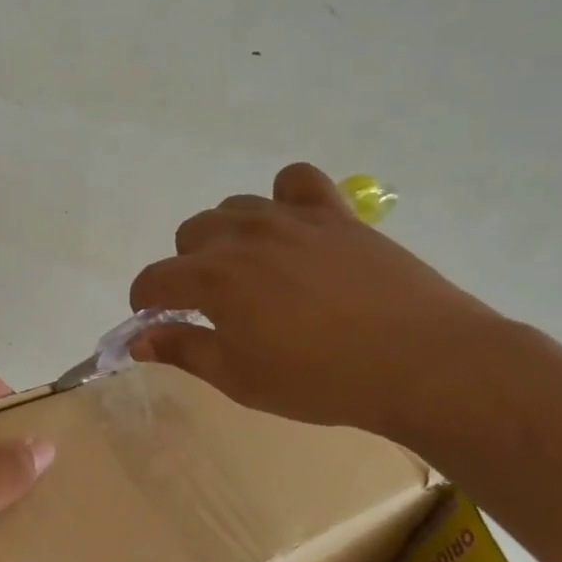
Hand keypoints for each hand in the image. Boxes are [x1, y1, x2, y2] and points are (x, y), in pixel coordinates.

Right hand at [129, 162, 503, 439]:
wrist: (422, 362)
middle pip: (189, 234)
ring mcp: (290, 218)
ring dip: (228, 235)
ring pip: (234, 207)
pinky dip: (284, 197)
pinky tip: (295, 228)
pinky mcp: (333, 213)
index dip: (146, 301)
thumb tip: (139, 339)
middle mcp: (242, 236)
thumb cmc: (321, 381)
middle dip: (188, 267)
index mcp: (212, 278)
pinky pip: (295, 181)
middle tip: (215, 304)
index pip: (154, 279)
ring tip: (253, 269)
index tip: (158, 319)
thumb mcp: (241, 379)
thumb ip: (184, 351)